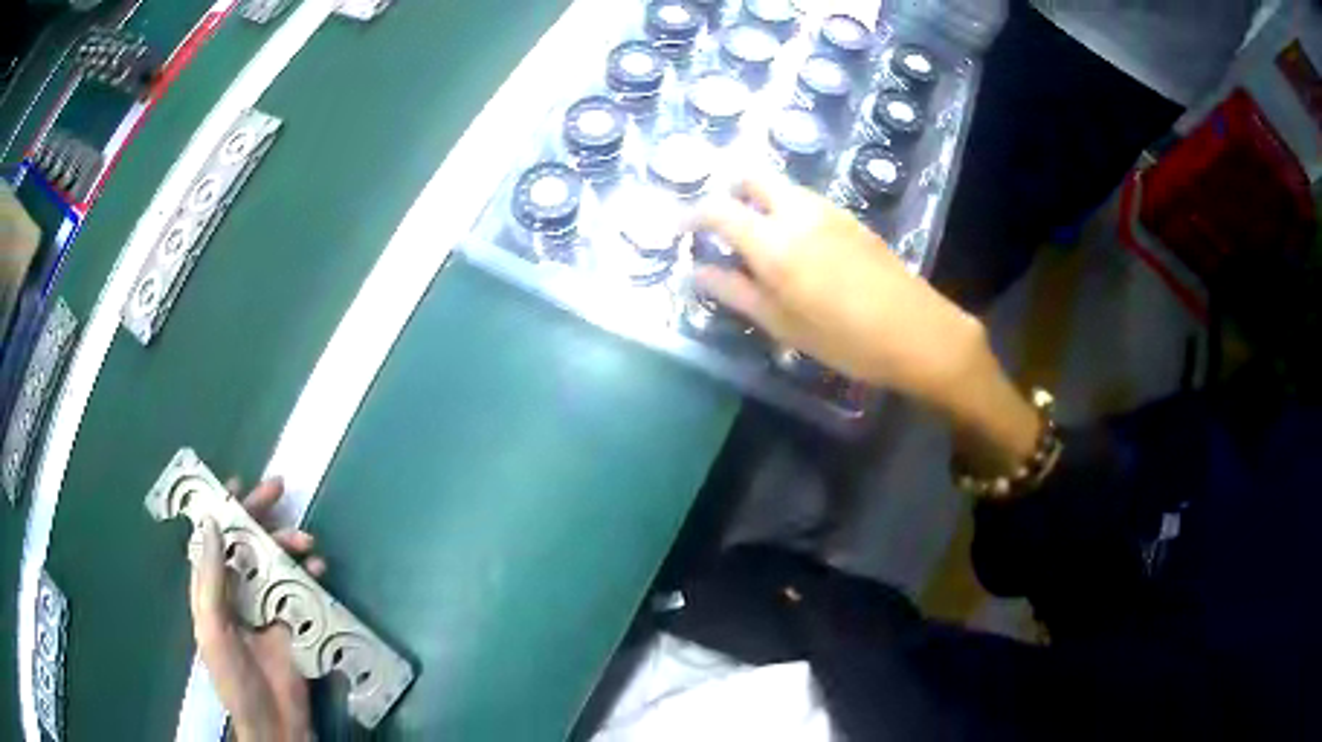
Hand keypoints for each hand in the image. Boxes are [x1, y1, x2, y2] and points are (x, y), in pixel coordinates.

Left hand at [189, 478, 325, 741]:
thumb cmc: (234, 679)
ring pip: (274, 562)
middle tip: (279, 490)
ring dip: (288, 546)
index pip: (214, 540)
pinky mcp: (293, 623)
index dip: (222, 510)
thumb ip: (210, 581)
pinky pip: (300, 590)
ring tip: (306, 543)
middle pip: (246, 543)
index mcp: (212, 591)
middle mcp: (237, 592)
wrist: (273, 722)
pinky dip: (309, 576)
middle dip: (260, 516)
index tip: (237, 483)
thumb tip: (212, 524)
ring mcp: (266, 607)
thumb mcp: (213, 630)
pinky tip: (318, 571)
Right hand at [694, 174, 985, 407]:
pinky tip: (794, 244)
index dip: (691, 214)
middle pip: (752, 175)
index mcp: (774, 242)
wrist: (917, 331)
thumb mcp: (783, 324)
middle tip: (717, 221)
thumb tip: (697, 272)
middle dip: (727, 189)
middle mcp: (798, 212)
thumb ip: (736, 292)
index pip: (718, 209)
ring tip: (754, 236)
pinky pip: (806, 200)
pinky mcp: (851, 217)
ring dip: (758, 199)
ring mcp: (829, 210)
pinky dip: (786, 208)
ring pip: (781, 186)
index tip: (678, 229)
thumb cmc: (845, 339)